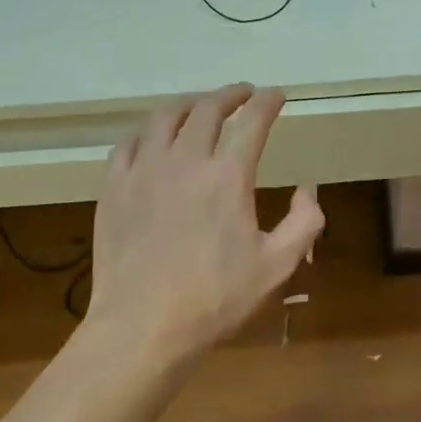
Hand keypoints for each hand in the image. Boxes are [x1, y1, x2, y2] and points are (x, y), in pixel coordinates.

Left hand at [82, 84, 324, 366]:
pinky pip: (129, 143)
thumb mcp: (277, 267)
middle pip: (207, 109)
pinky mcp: (113, 187)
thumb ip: (303, 222)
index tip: (276, 95)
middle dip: (230, 95)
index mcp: (227, 176)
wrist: (143, 326)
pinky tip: (153, 139)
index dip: (267, 102)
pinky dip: (148, 132)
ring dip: (188, 105)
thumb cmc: (215, 299)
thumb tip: (307, 189)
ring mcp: (142, 170)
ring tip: (199, 108)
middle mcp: (183, 160)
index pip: (252, 121)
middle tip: (243, 95)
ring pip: (163, 117)